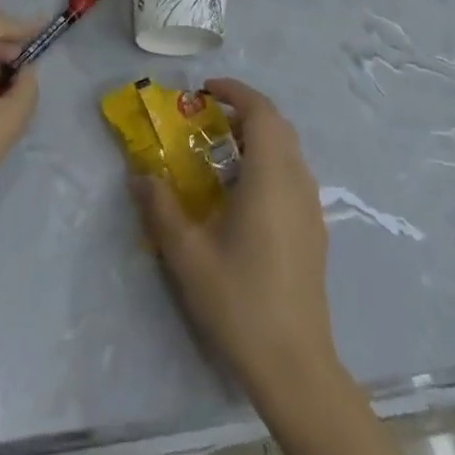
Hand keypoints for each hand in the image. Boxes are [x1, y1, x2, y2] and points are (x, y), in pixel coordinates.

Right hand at [130, 78, 336, 395]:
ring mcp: (311, 205)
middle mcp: (297, 180)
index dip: (234, 91)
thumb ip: (161, 208)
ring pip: (288, 149)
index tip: (205, 89)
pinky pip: (293, 174)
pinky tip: (244, 195)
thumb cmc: (240, 300)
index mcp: (270, 175)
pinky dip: (269, 162)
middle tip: (208, 119)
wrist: (295, 365)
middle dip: (244, 111)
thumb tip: (139, 175)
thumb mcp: (188, 254)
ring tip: (221, 154)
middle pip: (277, 125)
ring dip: (258, 137)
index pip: (260, 110)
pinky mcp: (315, 228)